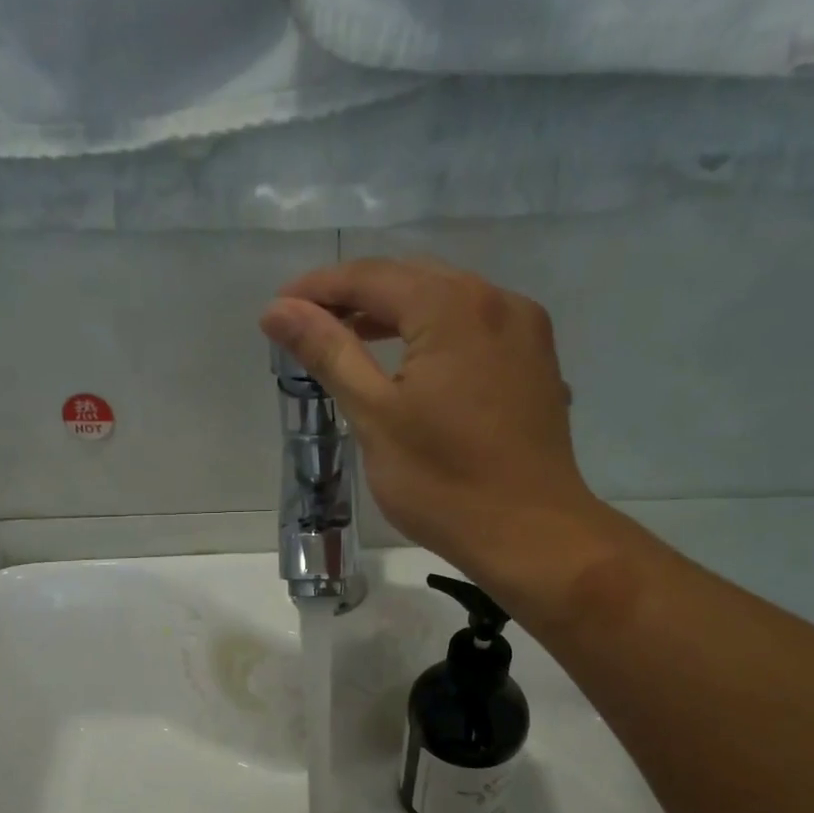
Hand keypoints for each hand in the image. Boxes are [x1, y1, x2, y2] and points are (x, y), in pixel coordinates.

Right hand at [260, 257, 607, 604]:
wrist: (531, 535)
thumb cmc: (443, 482)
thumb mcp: (374, 415)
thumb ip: (328, 352)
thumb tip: (278, 309)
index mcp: (453, 307)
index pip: (371, 277)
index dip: (319, 288)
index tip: (278, 308)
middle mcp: (496, 300)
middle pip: (410, 279)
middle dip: (355, 296)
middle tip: (307, 324)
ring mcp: (524, 329)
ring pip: (445, 300)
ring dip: (394, 312)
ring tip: (348, 339)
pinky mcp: (535, 360)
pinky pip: (473, 325)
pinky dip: (432, 331)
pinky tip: (409, 359)